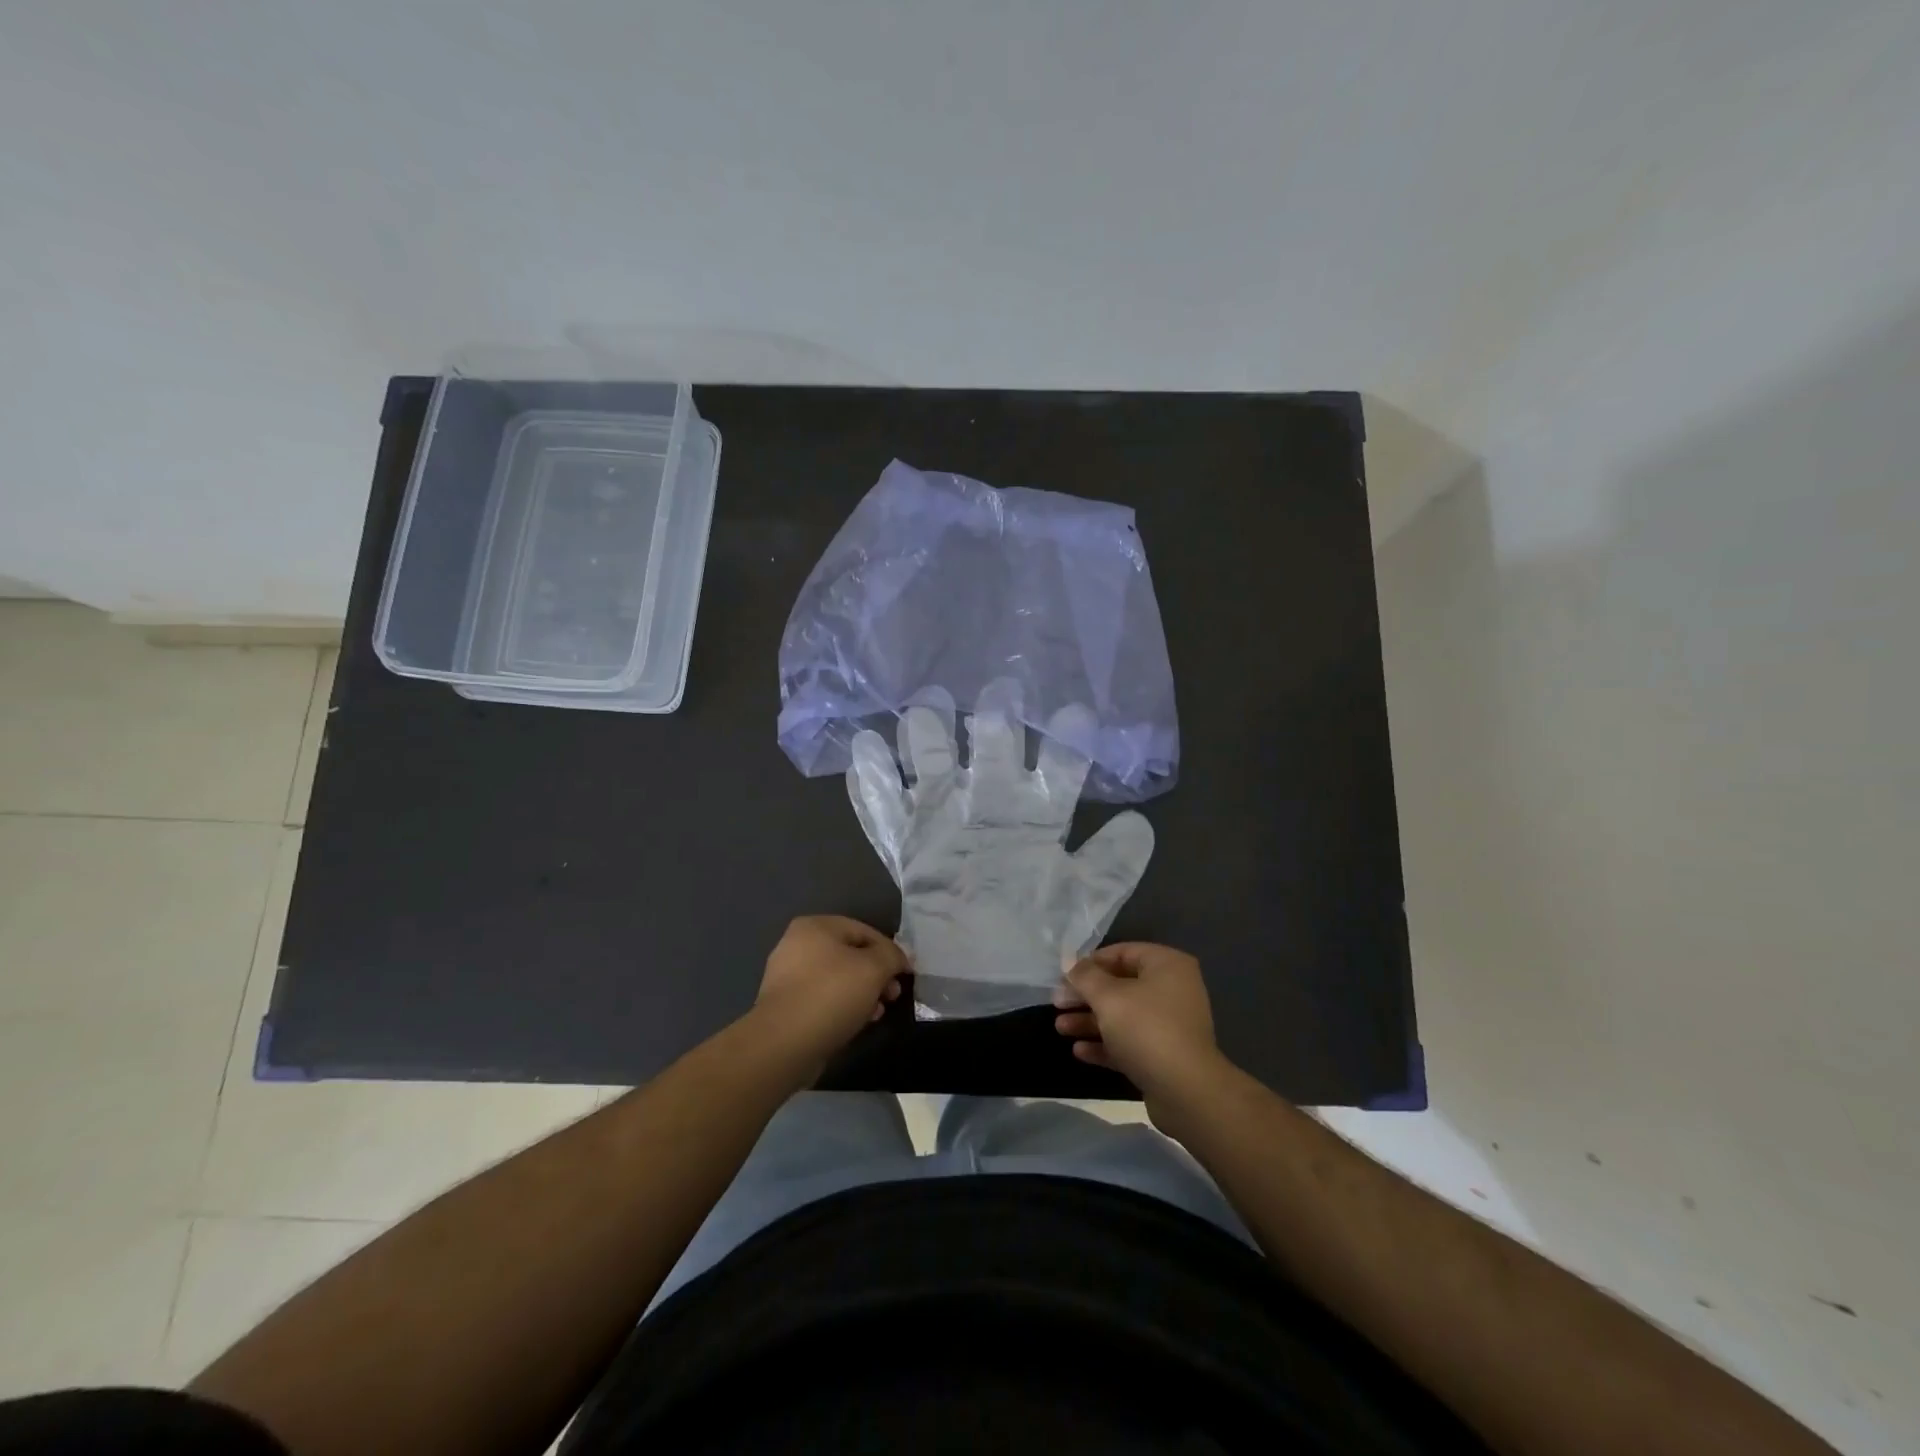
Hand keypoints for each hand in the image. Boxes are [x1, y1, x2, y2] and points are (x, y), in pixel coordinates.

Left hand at [751, 916, 907, 1072]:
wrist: (784, 1044)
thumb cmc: (831, 994)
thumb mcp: (873, 969)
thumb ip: (891, 956)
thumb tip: (899, 958)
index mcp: (815, 926)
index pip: (864, 931)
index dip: (890, 951)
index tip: (906, 974)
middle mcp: (797, 945)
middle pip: (850, 955)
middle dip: (877, 975)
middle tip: (893, 995)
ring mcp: (787, 976)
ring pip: (837, 979)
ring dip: (863, 993)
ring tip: (877, 1013)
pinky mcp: (785, 1005)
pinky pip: (823, 999)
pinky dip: (843, 1006)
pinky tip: (857, 1023)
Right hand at [1052, 942, 1223, 1097]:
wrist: (1186, 1092)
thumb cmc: (1146, 1029)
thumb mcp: (1108, 996)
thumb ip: (1085, 976)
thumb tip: (1072, 964)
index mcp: (1166, 965)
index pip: (1123, 952)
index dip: (1091, 962)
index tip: (1064, 975)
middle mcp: (1172, 990)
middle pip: (1120, 986)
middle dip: (1086, 996)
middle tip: (1057, 1004)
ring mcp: (1170, 1024)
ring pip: (1123, 1016)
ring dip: (1090, 1021)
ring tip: (1060, 1028)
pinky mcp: (1164, 1055)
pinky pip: (1130, 1042)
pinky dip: (1106, 1044)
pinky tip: (1079, 1051)